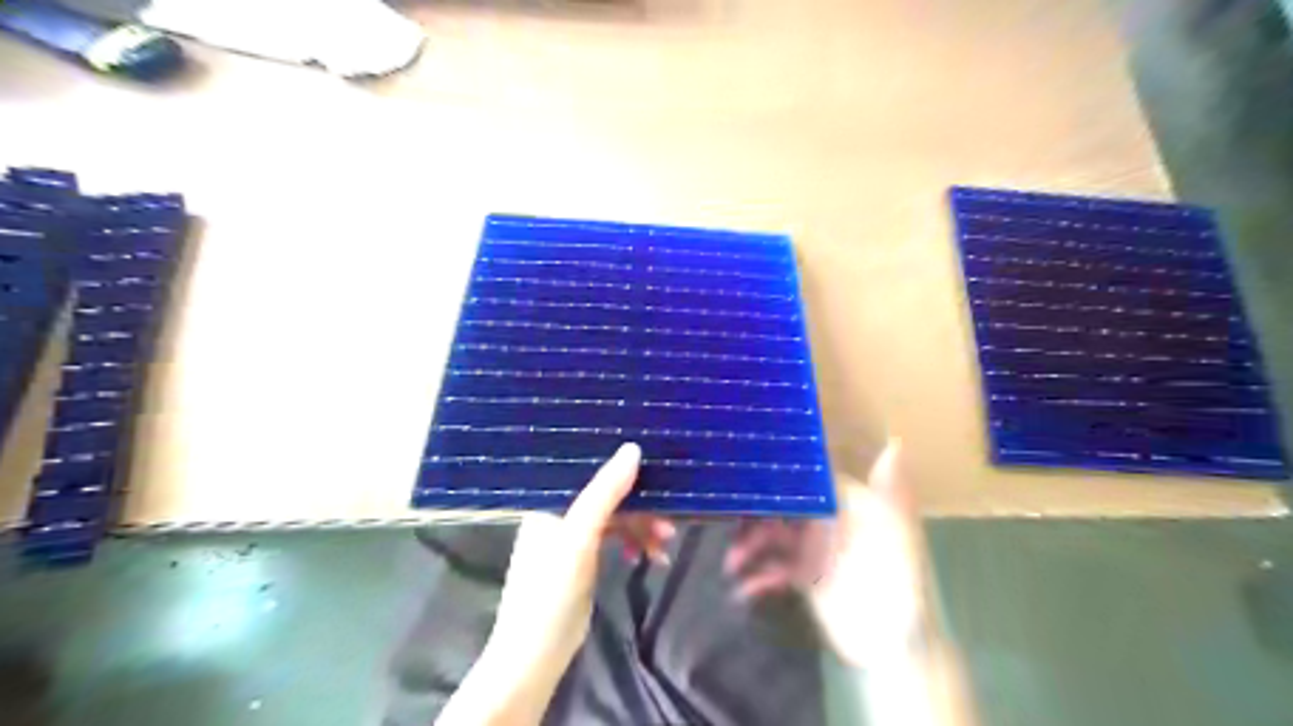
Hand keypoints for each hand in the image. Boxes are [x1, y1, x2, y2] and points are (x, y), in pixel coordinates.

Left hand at [439, 442, 672, 725]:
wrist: (533, 659)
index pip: (590, 471)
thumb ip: (605, 493)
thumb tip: (633, 449)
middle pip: (606, 496)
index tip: (657, 474)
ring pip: (613, 519)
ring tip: (664, 549)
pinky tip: (647, 559)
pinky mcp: (580, 559)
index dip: (623, 470)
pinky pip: (612, 539)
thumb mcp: (579, 539)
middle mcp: (558, 512)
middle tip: (669, 526)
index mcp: (549, 500)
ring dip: (640, 529)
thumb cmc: (550, 593)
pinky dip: (631, 545)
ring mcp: (569, 537)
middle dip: (640, 509)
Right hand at [725, 438, 928, 666]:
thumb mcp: (898, 532)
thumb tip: (897, 442)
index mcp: (845, 504)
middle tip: (727, 519)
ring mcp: (813, 550)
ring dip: (749, 545)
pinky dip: (757, 577)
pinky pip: (772, 569)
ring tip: (732, 562)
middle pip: (780, 506)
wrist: (895, 643)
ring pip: (771, 536)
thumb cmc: (900, 579)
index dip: (778, 474)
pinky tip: (744, 588)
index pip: (804, 479)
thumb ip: (891, 490)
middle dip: (754, 512)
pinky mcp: (803, 578)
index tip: (746, 469)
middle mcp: (825, 521)